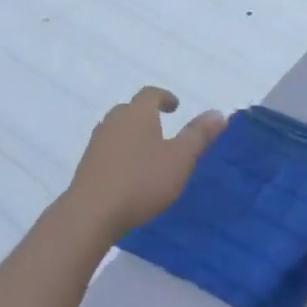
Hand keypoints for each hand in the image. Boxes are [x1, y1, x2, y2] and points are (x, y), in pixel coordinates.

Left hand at [67, 87, 225, 234]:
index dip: (164, 97)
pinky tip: (129, 173)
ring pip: (117, 130)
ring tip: (148, 153)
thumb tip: (218, 113)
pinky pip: (108, 149)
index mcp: (137, 114)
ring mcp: (97, 142)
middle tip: (163, 129)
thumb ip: (199, 135)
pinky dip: (121, 153)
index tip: (175, 107)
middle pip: (131, 110)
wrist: (92, 213)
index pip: (150, 94)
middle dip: (147, 116)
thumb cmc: (142, 181)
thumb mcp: (180, 159)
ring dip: (133, 135)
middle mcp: (113, 121)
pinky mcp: (87, 164)